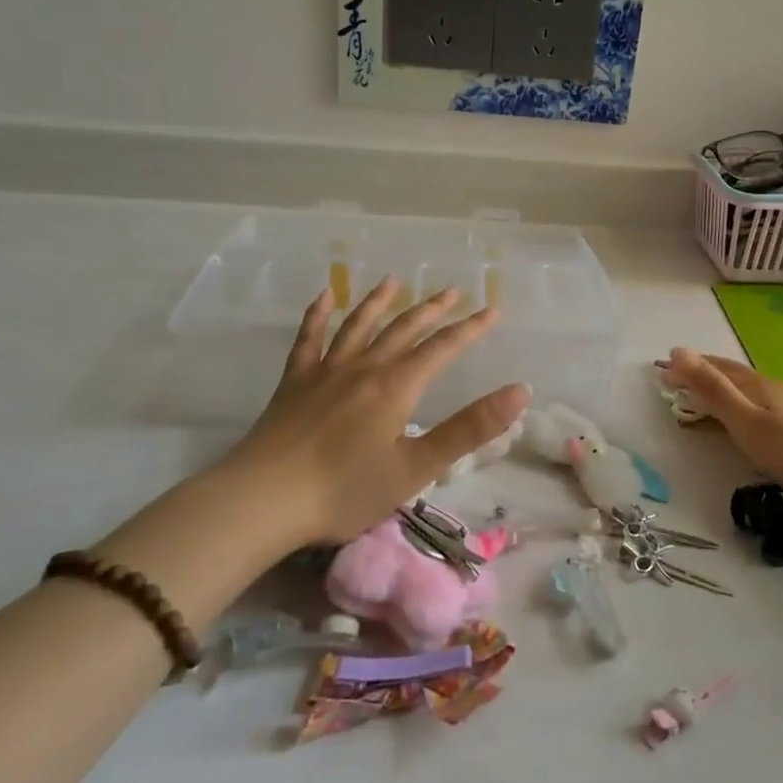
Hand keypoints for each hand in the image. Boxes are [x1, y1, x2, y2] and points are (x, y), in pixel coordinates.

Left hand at [211, 279, 529, 543]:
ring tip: (394, 281)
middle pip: (404, 329)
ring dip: (379, 302)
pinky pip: (308, 338)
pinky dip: (318, 314)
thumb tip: (519, 392)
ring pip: (359, 325)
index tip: (493, 310)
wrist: (262, 500)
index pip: (443, 348)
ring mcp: (325, 370)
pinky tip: (325, 296)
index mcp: (396, 386)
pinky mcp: (294, 382)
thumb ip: (469, 429)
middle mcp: (364, 367)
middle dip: (432, 309)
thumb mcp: (416, 468)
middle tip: (452, 290)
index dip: (471, 329)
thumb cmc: (345, 490)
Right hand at [662, 348, 782, 511]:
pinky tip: (762, 419)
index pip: (716, 370)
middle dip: (708, 374)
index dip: (690, 367)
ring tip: (717, 396)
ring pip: (756, 391)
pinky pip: (772, 407)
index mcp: (756, 386)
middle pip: (736, 377)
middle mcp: (776, 388)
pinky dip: (753, 406)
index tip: (664, 368)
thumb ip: (711, 388)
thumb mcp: (744, 420)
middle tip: (684, 376)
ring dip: (731, 390)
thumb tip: (678, 350)